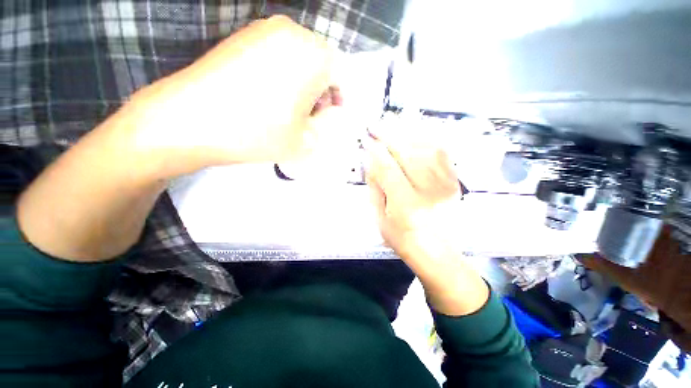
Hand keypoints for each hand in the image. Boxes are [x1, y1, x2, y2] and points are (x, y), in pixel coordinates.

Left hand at [127, 15, 338, 178]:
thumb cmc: (258, 132)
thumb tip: (329, 112)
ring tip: (288, 110)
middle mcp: (291, 32)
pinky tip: (267, 97)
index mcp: (313, 56)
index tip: (328, 117)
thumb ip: (326, 125)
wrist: (190, 120)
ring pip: (298, 58)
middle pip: (320, 64)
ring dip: (301, 84)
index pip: (340, 75)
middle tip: (309, 117)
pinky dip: (281, 75)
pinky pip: (276, 54)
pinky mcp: (242, 36)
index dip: (337, 99)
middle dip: (320, 91)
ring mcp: (263, 29)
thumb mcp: (305, 141)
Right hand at [366, 125, 488, 315]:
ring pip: (426, 150)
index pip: (388, 169)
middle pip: (408, 155)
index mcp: (406, 206)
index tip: (367, 140)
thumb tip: (371, 162)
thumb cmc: (402, 239)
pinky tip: (413, 137)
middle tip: (375, 127)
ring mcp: (446, 186)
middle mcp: (429, 193)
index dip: (376, 152)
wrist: (436, 251)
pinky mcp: (454, 182)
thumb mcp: (380, 218)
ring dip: (406, 136)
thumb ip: (376, 188)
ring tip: (392, 129)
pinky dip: (426, 141)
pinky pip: (442, 153)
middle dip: (389, 138)